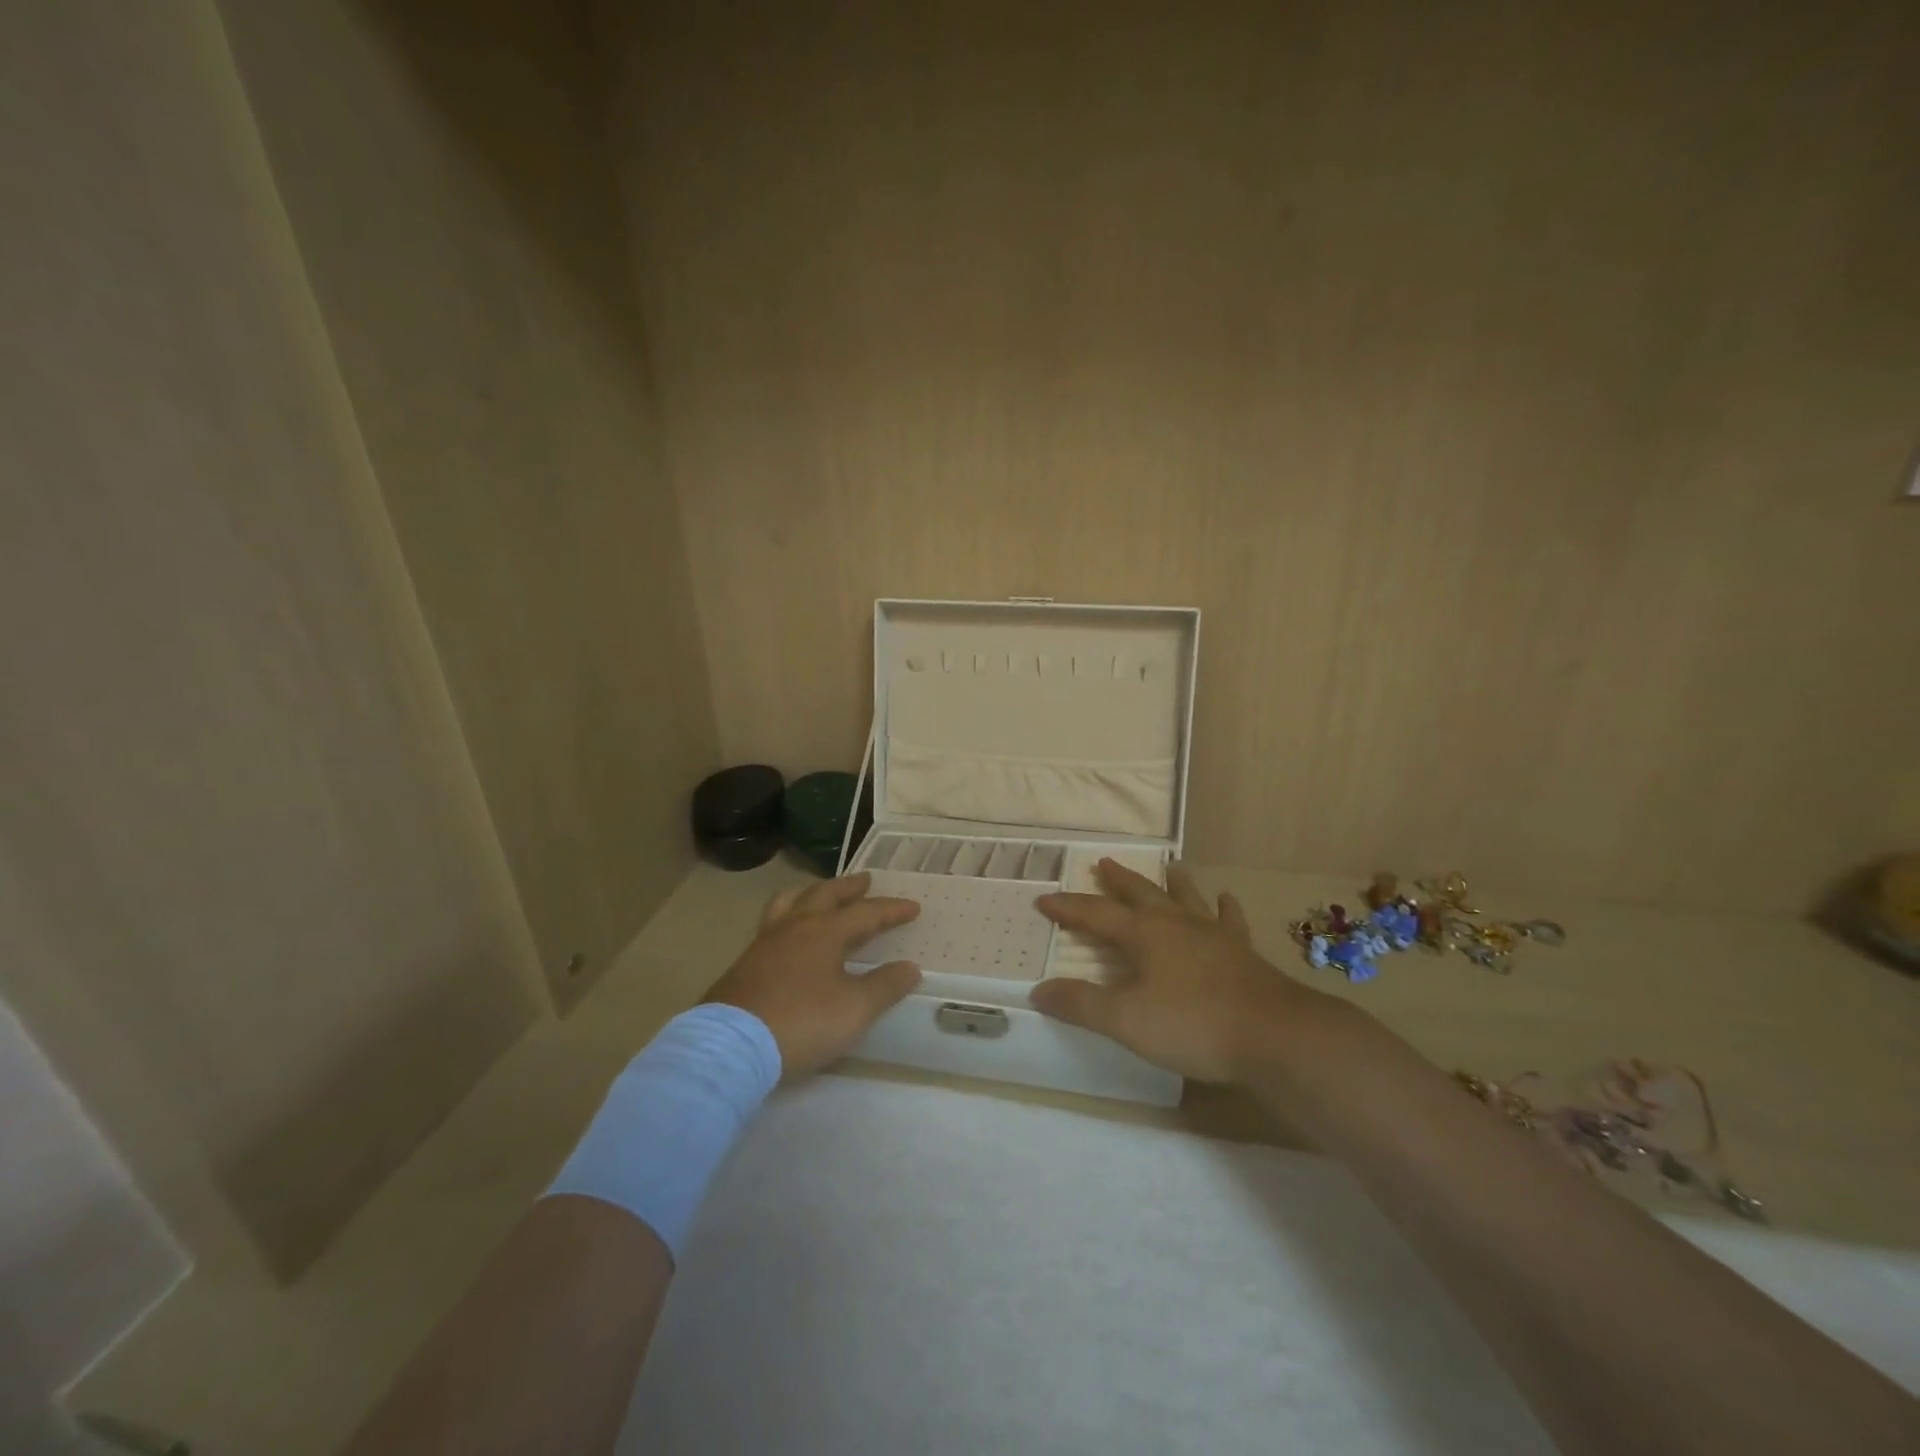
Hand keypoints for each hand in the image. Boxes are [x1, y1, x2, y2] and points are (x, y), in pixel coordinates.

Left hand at [704, 873, 922, 1076]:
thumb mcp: (854, 1009)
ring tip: (820, 895)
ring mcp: (764, 942)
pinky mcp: (744, 963)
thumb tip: (910, 968)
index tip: (913, 907)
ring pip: (790, 902)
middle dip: (848, 887)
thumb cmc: (802, 1022)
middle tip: (865, 881)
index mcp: (824, 932)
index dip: (891, 909)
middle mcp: (794, 926)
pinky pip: (771, 924)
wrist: (732, 1046)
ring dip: (811, 894)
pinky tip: (789, 936)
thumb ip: (885, 986)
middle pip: (824, 895)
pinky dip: (788, 917)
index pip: (865, 913)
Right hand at [1031, 861, 1321, 1082]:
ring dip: (1174, 884)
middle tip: (1103, 863)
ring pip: (1187, 899)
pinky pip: (1230, 921)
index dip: (1068, 908)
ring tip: (1172, 867)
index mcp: (1144, 935)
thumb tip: (1039, 991)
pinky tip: (1226, 900)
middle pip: (1141, 894)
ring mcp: (1213, 935)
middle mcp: (1176, 924)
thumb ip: (1081, 1004)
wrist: (1274, 1035)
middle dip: (1118, 881)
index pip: (1096, 914)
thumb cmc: (1193, 1024)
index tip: (1044, 899)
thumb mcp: (1125, 1020)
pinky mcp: (1243, 952)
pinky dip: (1225, 909)